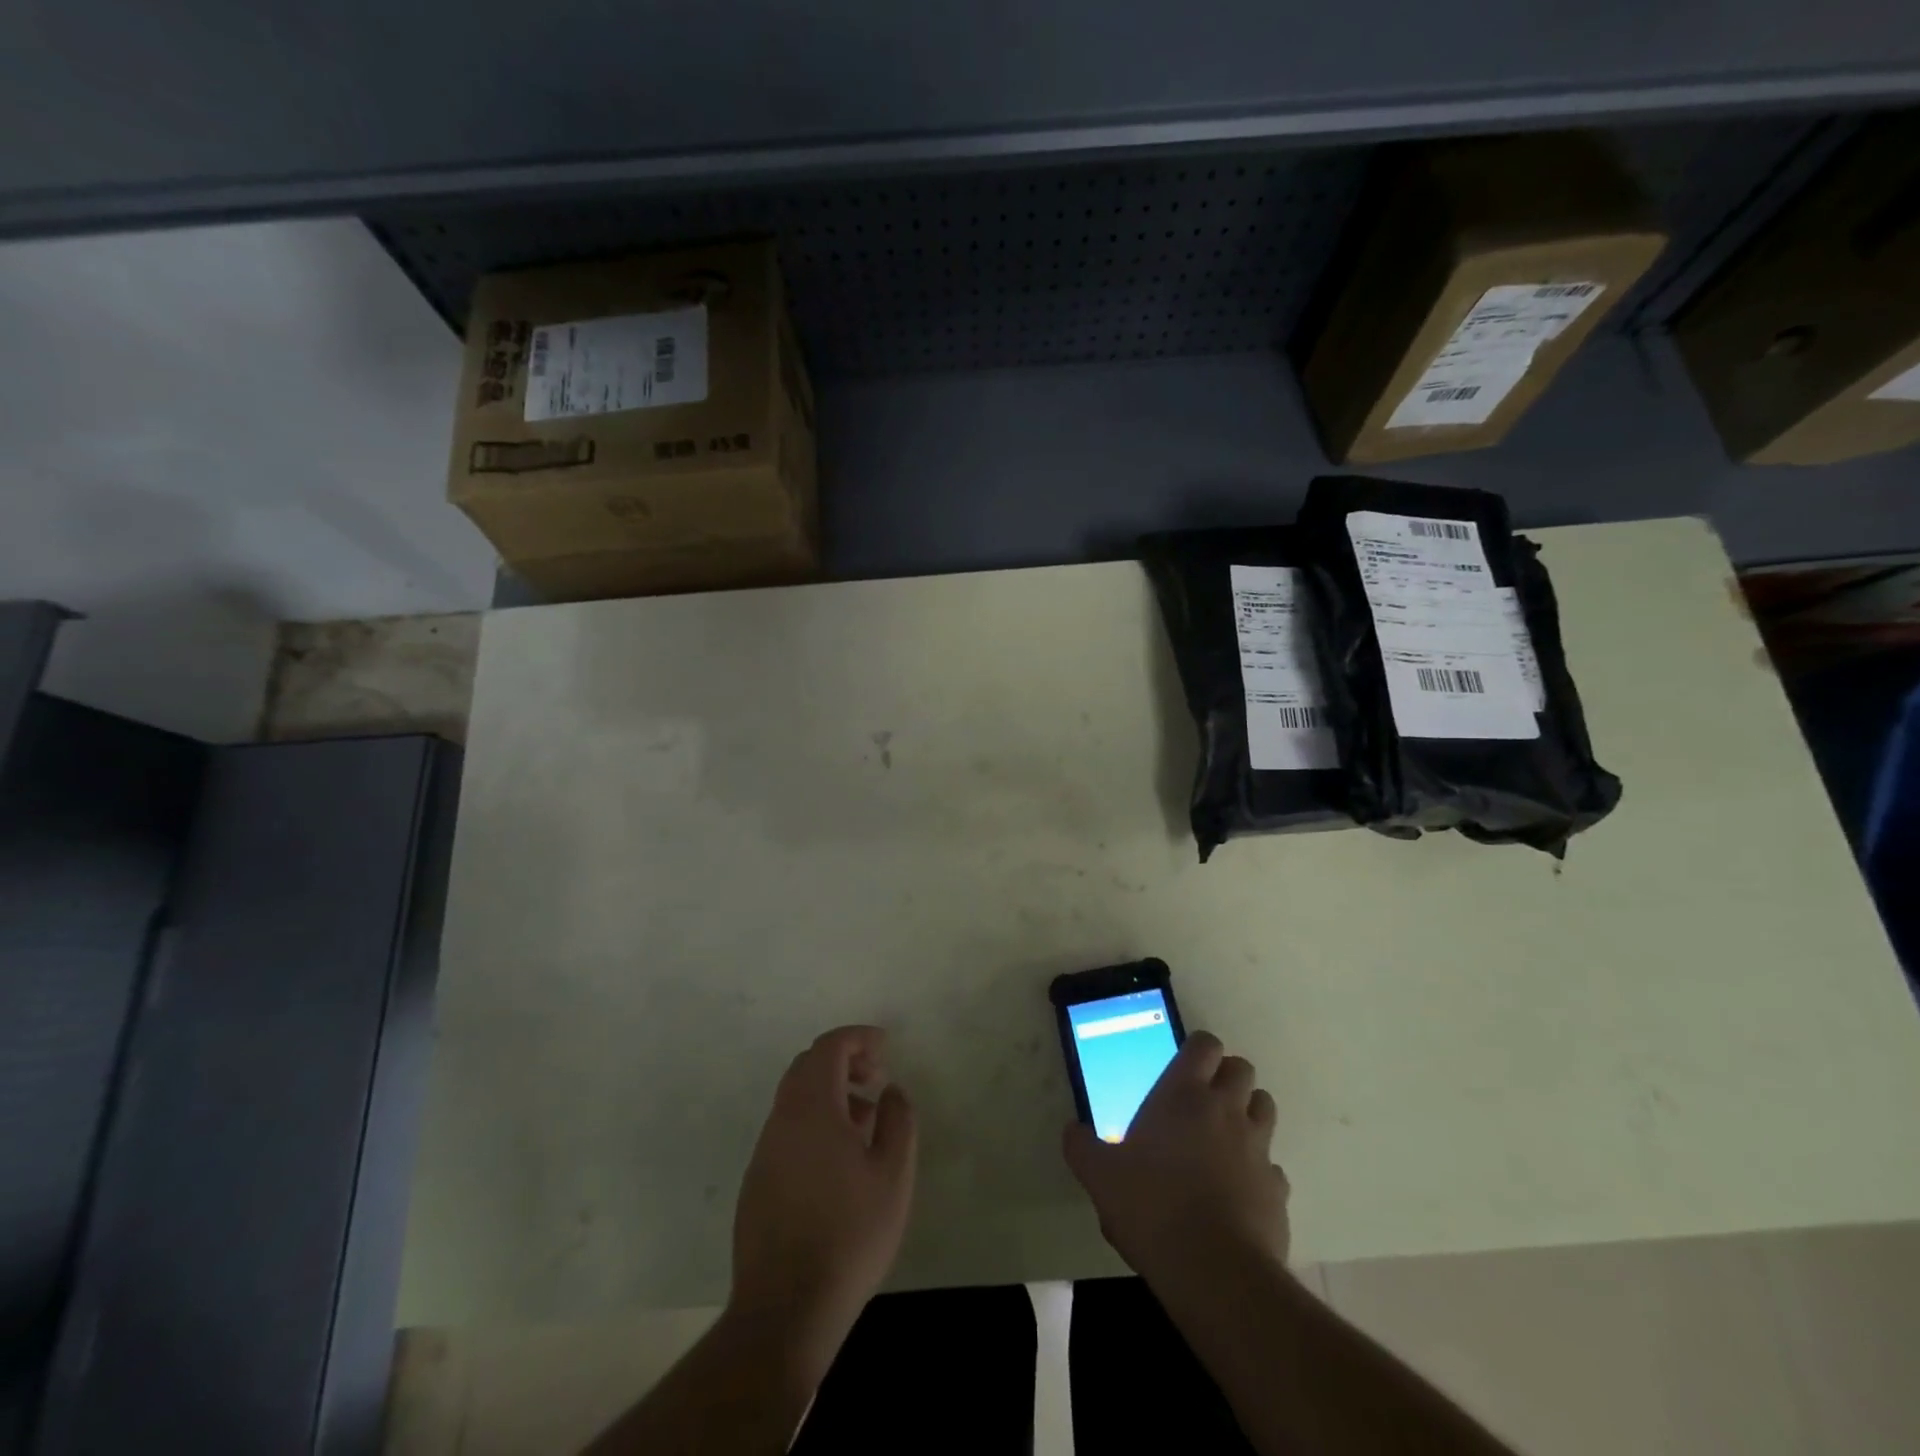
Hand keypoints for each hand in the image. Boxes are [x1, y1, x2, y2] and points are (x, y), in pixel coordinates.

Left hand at [730, 1026, 917, 1372]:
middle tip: (876, 1078)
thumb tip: (891, 1091)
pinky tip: (839, 1161)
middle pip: (807, 1066)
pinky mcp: (756, 1180)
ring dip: (830, 1094)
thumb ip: (898, 1120)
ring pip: (795, 1099)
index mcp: (812, 1108)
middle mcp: (781, 1119)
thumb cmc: (849, 1234)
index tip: (885, 1047)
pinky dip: (814, 1121)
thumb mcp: (893, 1174)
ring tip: (865, 1123)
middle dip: (844, 1061)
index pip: (829, 1047)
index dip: (858, 1037)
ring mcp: (764, 1151)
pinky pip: (787, 1129)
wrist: (785, 1309)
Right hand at [1063, 1031, 1289, 1284]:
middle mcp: (1225, 1110)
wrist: (1215, 1272)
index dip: (1198, 1049)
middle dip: (1226, 1076)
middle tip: (1203, 1098)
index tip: (1184, 1065)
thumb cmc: (1151, 1207)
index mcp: (1183, 1094)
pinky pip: (1273, 1166)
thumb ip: (1082, 1147)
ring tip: (1225, 1136)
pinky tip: (1239, 1191)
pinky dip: (1260, 1170)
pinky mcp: (1278, 1189)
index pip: (1205, 1044)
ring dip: (1248, 1112)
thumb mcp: (1100, 1176)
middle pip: (1242, 1068)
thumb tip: (1073, 1130)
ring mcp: (1257, 1148)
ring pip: (1265, 1106)